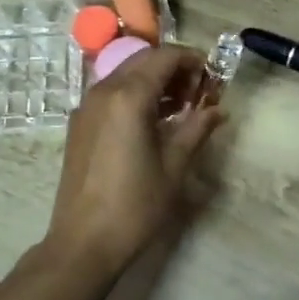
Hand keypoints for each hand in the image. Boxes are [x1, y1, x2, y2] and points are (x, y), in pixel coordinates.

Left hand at [42, 44, 224, 277]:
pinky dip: (135, 95)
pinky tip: (152, 122)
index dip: (193, 60)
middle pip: (144, 60)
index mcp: (128, 97)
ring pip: (126, 75)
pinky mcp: (79, 124)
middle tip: (199, 94)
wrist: (84, 242)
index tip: (213, 78)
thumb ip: (197, 129)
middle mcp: (103, 91)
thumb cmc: (135, 205)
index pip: (165, 57)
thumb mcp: (174, 166)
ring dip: (155, 81)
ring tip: (181, 108)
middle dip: (174, 68)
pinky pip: (111, 94)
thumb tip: (219, 111)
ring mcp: (86, 107)